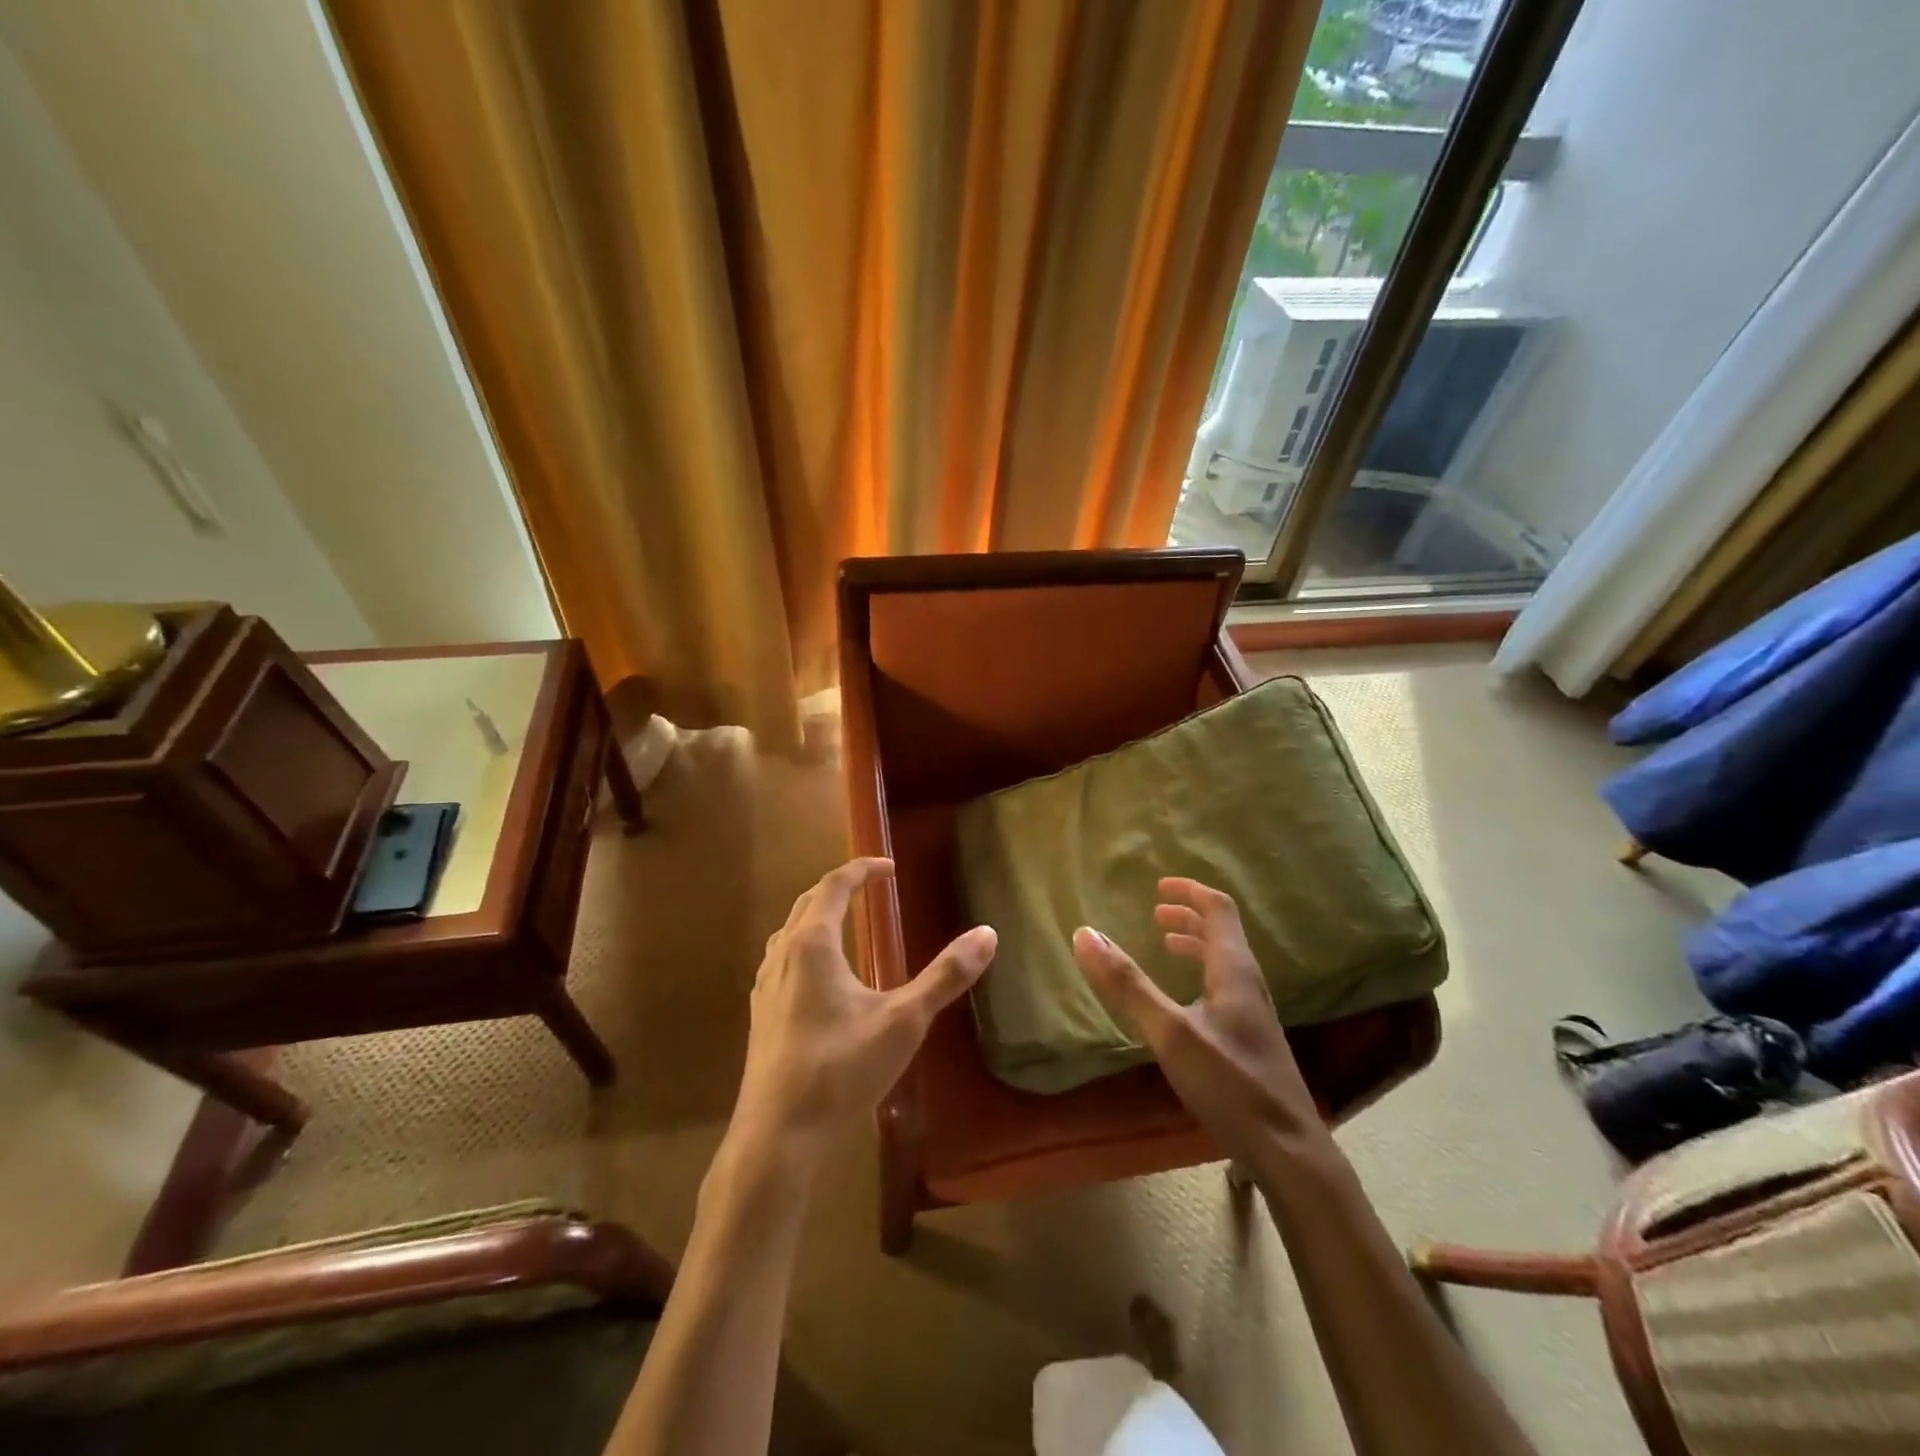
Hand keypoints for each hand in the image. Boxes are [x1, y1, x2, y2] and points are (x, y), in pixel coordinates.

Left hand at [732, 857, 995, 1168]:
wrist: (777, 1136)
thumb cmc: (841, 1070)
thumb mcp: (904, 1021)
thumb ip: (945, 977)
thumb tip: (987, 934)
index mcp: (813, 944)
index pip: (834, 886)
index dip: (862, 870)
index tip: (889, 867)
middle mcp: (782, 955)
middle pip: (808, 902)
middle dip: (840, 887)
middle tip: (872, 887)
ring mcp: (765, 986)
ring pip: (790, 931)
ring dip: (818, 915)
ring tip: (847, 922)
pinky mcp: (760, 1015)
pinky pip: (781, 959)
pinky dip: (804, 945)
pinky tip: (819, 977)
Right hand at [1073, 878, 1320, 1162]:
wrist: (1289, 1153)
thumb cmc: (1230, 1084)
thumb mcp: (1170, 1032)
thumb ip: (1127, 984)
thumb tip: (1085, 934)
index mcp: (1234, 971)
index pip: (1219, 910)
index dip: (1190, 891)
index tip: (1159, 885)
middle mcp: (1249, 984)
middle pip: (1222, 934)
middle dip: (1189, 917)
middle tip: (1156, 914)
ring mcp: (1254, 1014)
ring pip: (1224, 962)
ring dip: (1195, 945)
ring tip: (1165, 946)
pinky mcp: (1251, 1041)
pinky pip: (1223, 988)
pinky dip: (1199, 974)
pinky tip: (1183, 1002)